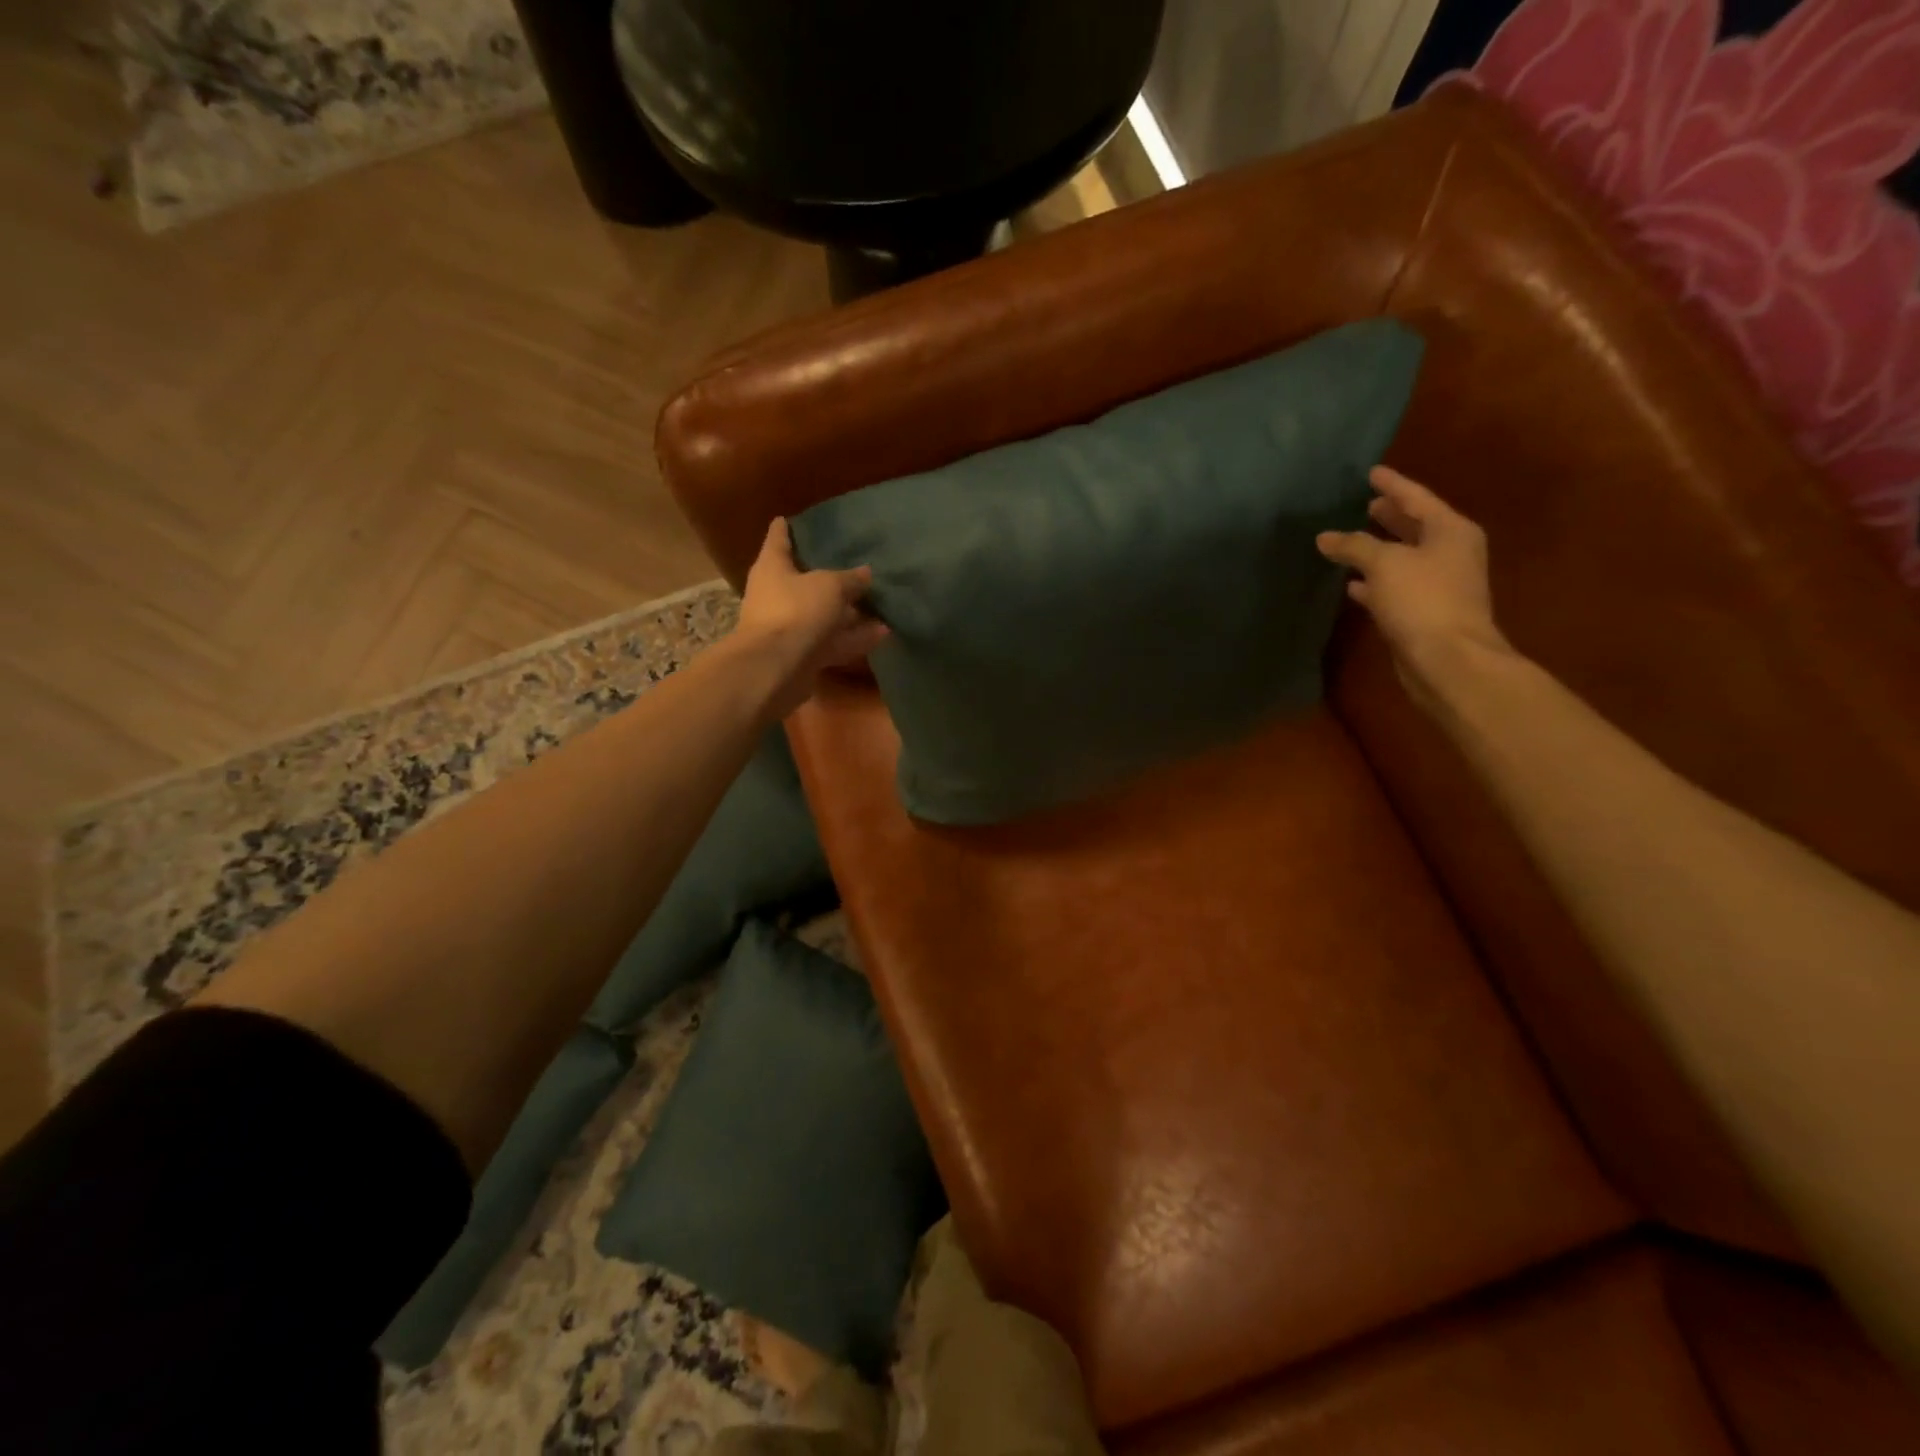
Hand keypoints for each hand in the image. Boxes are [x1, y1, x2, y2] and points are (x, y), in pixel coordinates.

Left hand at [736, 517, 889, 713]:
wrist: (776, 668)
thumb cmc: (796, 611)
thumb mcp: (830, 586)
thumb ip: (850, 579)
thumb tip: (866, 573)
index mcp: (773, 568)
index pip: (778, 540)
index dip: (785, 529)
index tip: (787, 519)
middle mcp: (777, 595)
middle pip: (804, 581)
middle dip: (828, 577)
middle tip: (854, 567)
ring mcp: (790, 628)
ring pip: (823, 615)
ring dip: (850, 613)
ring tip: (880, 606)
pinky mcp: (803, 655)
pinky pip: (834, 642)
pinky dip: (855, 638)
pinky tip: (884, 634)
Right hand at [1316, 467, 1513, 704]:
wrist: (1448, 658)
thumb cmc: (1422, 600)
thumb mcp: (1384, 563)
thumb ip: (1353, 546)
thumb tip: (1325, 537)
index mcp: (1450, 531)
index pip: (1417, 498)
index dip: (1392, 485)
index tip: (1371, 472)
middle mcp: (1449, 553)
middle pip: (1415, 527)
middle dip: (1390, 516)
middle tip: (1365, 504)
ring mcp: (1439, 584)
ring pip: (1403, 558)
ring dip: (1379, 551)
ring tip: (1351, 542)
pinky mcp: (1424, 612)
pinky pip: (1395, 587)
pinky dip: (1375, 582)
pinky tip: (1352, 585)